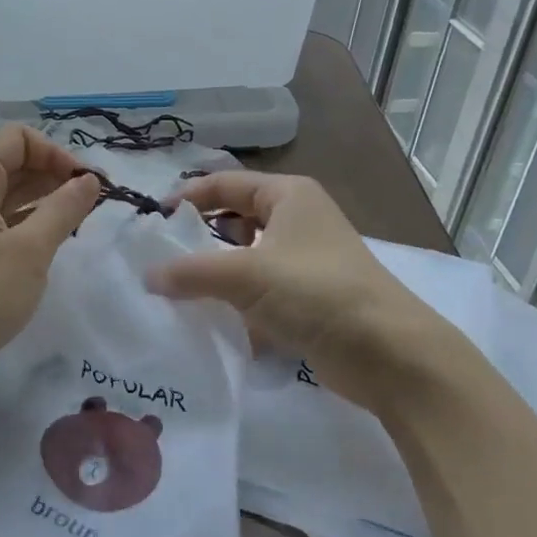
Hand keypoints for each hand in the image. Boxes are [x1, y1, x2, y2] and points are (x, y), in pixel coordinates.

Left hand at [0, 125, 98, 407]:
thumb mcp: (29, 253)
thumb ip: (63, 210)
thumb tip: (90, 180)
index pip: (19, 137)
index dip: (58, 154)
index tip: (88, 188)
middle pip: (8, 161)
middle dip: (51, 178)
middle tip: (88, 210)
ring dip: (37, 203)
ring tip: (71, 230)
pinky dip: (16, 224)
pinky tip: (39, 249)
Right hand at [146, 171, 466, 414]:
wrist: (388, 353)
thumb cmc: (316, 291)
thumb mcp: (246, 275)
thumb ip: (191, 272)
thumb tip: (147, 276)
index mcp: (288, 195)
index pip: (226, 183)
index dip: (189, 196)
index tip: (154, 221)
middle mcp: (298, 220)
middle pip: (236, 219)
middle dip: (200, 238)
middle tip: (162, 258)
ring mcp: (306, 261)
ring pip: (248, 259)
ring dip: (217, 274)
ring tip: (179, 292)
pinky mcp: (311, 300)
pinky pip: (262, 292)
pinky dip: (238, 303)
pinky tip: (213, 322)